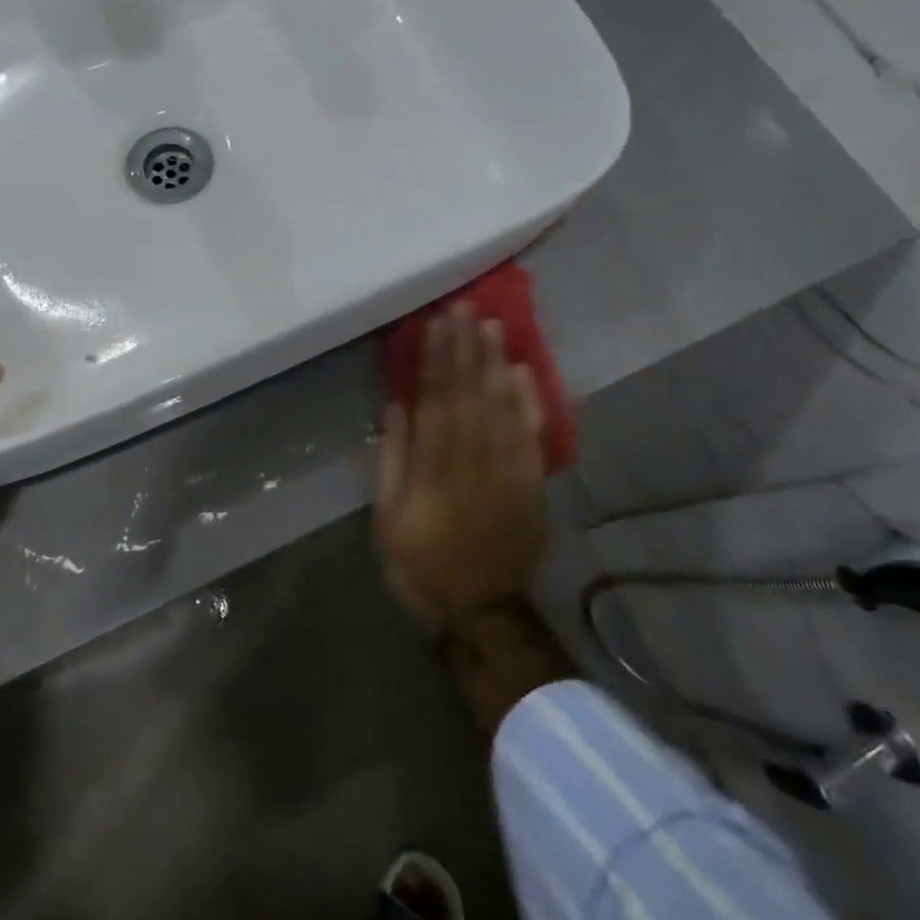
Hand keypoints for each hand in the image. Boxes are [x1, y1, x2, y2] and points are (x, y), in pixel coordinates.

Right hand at [374, 304, 548, 631]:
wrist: (483, 611)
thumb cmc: (423, 564)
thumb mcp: (388, 519)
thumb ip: (392, 460)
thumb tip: (396, 406)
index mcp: (435, 468)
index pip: (435, 400)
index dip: (435, 359)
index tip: (435, 324)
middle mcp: (474, 460)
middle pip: (470, 393)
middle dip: (466, 348)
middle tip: (465, 308)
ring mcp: (508, 470)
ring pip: (502, 406)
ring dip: (496, 363)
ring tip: (492, 326)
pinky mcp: (531, 483)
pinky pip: (531, 434)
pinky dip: (528, 402)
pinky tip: (523, 372)